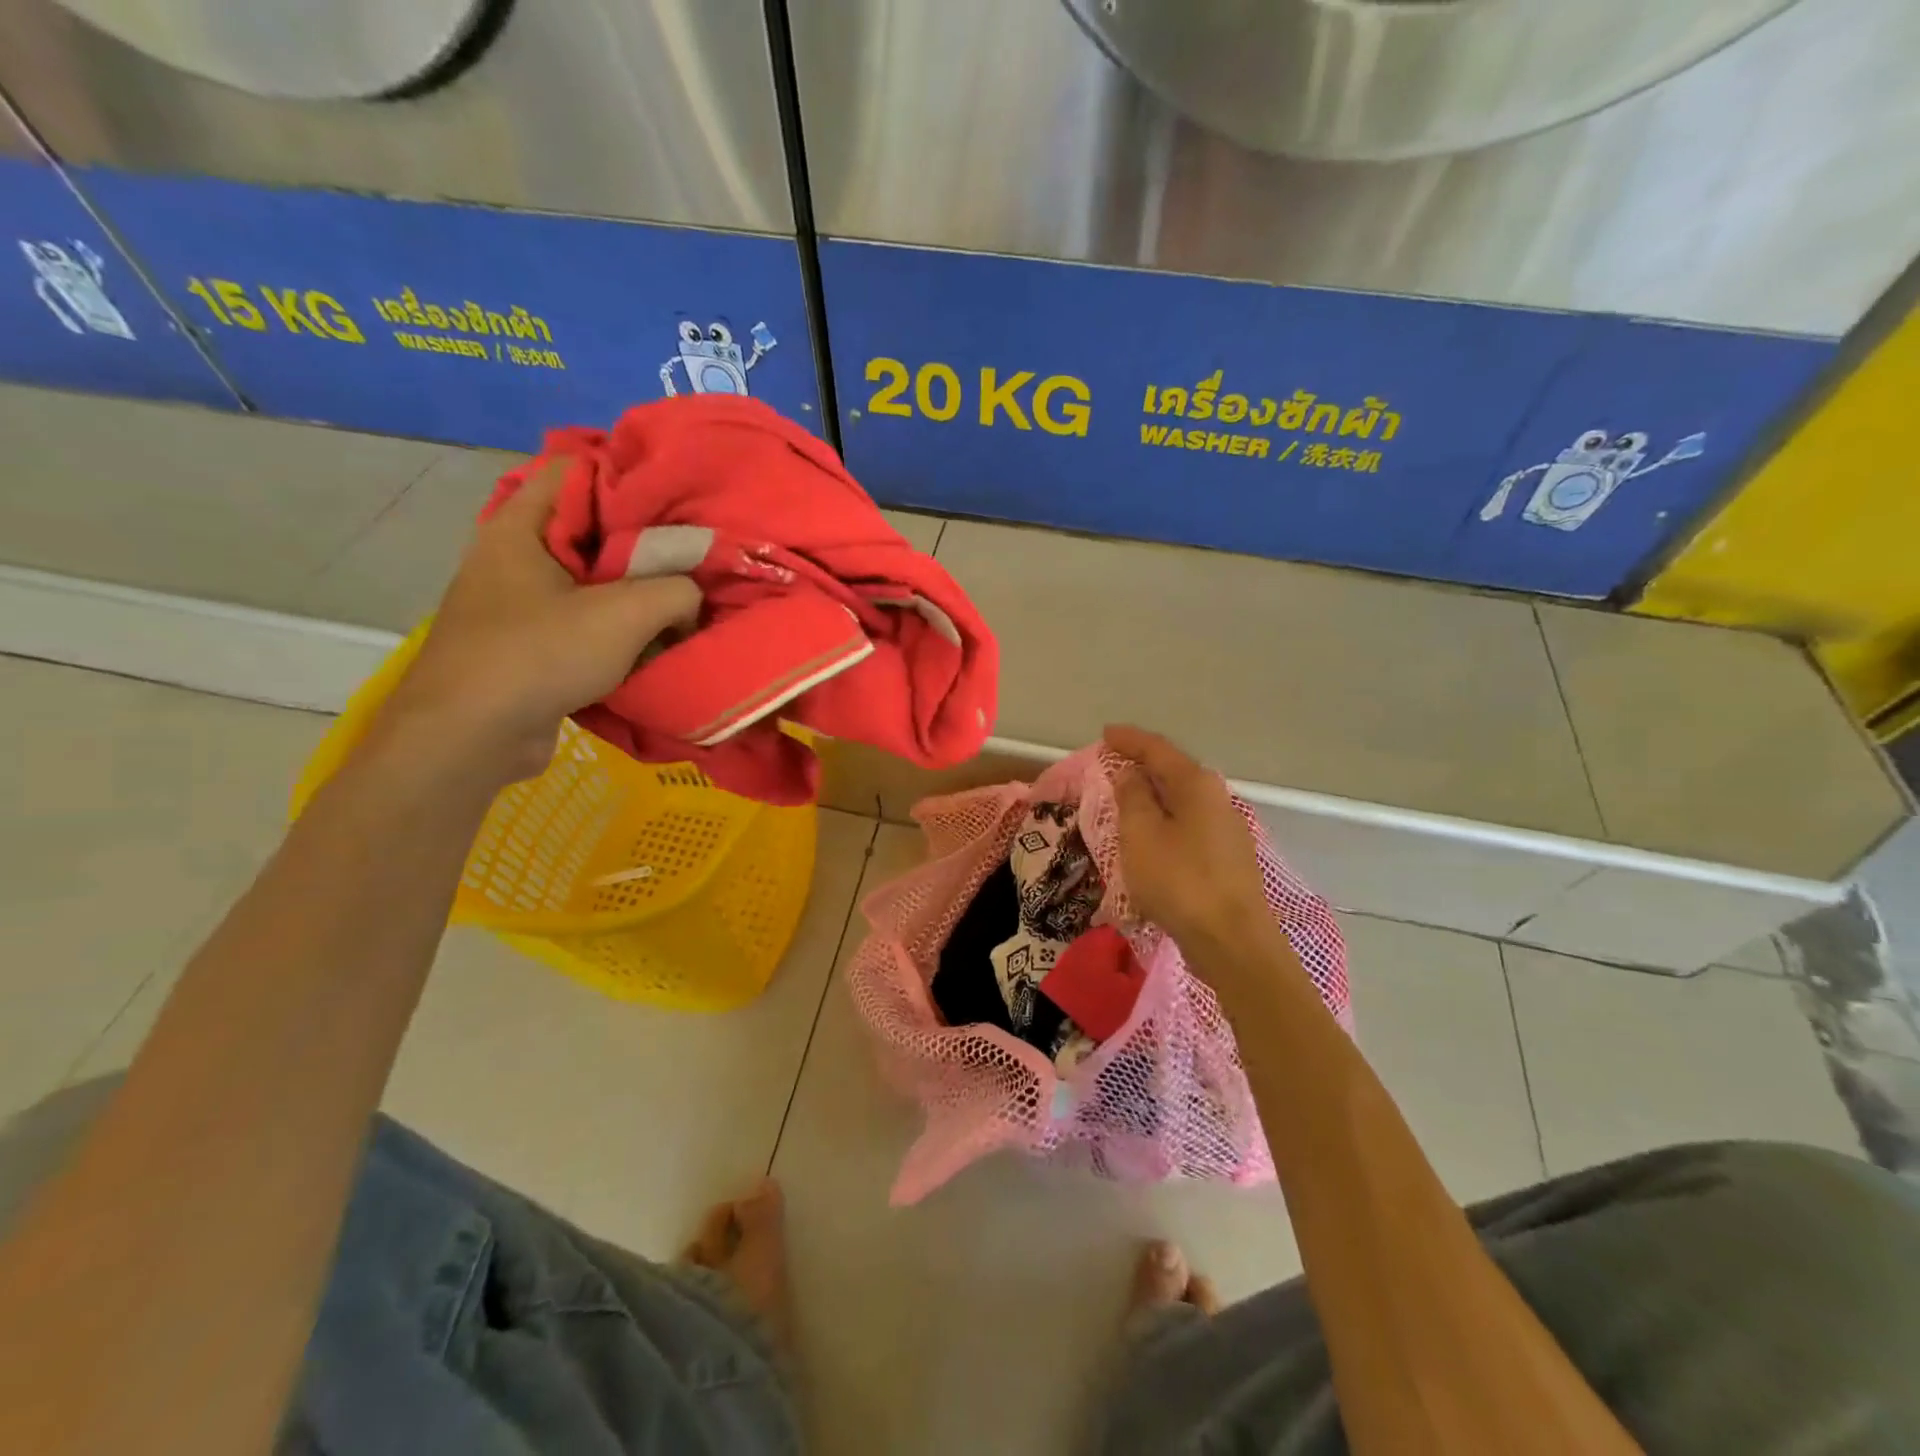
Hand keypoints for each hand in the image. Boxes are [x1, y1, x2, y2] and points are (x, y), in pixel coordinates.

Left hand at [382, 458, 699, 780]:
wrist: (471, 736)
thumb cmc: (540, 655)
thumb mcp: (626, 614)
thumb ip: (676, 592)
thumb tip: (692, 598)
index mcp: (521, 527)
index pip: (576, 470)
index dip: (628, 476)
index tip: (677, 498)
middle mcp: (512, 556)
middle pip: (589, 530)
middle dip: (643, 542)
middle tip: (693, 554)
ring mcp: (515, 603)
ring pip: (589, 580)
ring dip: (633, 592)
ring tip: (682, 601)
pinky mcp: (525, 644)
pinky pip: (580, 621)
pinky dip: (615, 628)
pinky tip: (651, 642)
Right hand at [1106, 725, 1277, 967]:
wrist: (1232, 941)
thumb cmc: (1179, 881)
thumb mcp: (1141, 834)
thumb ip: (1132, 797)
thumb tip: (1131, 773)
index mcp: (1196, 784)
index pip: (1158, 749)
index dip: (1129, 740)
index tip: (1105, 734)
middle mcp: (1217, 798)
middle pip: (1174, 770)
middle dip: (1142, 764)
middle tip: (1112, 763)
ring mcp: (1226, 828)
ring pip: (1182, 799)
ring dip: (1153, 794)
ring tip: (1126, 797)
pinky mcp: (1226, 857)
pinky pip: (1188, 823)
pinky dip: (1165, 818)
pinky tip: (1152, 832)